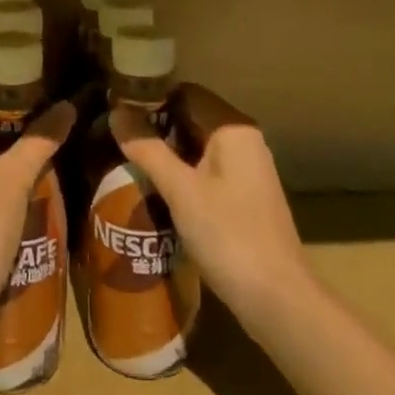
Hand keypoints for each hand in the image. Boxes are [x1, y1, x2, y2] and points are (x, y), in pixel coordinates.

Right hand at [110, 83, 311, 327]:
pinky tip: (158, 191)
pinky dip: (183, 174)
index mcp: (232, 128)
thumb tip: (116, 113)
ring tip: (130, 163)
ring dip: (168, 153)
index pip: (186, 93)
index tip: (118, 111)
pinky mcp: (246, 196)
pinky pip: (208, 170)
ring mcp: (248, 169)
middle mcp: (244, 140)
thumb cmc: (228, 236)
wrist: (279, 300)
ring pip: (198, 146)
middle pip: (192, 118)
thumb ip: (148, 149)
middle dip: (157, 127)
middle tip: (118, 139)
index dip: (151, 98)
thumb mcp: (181, 191)